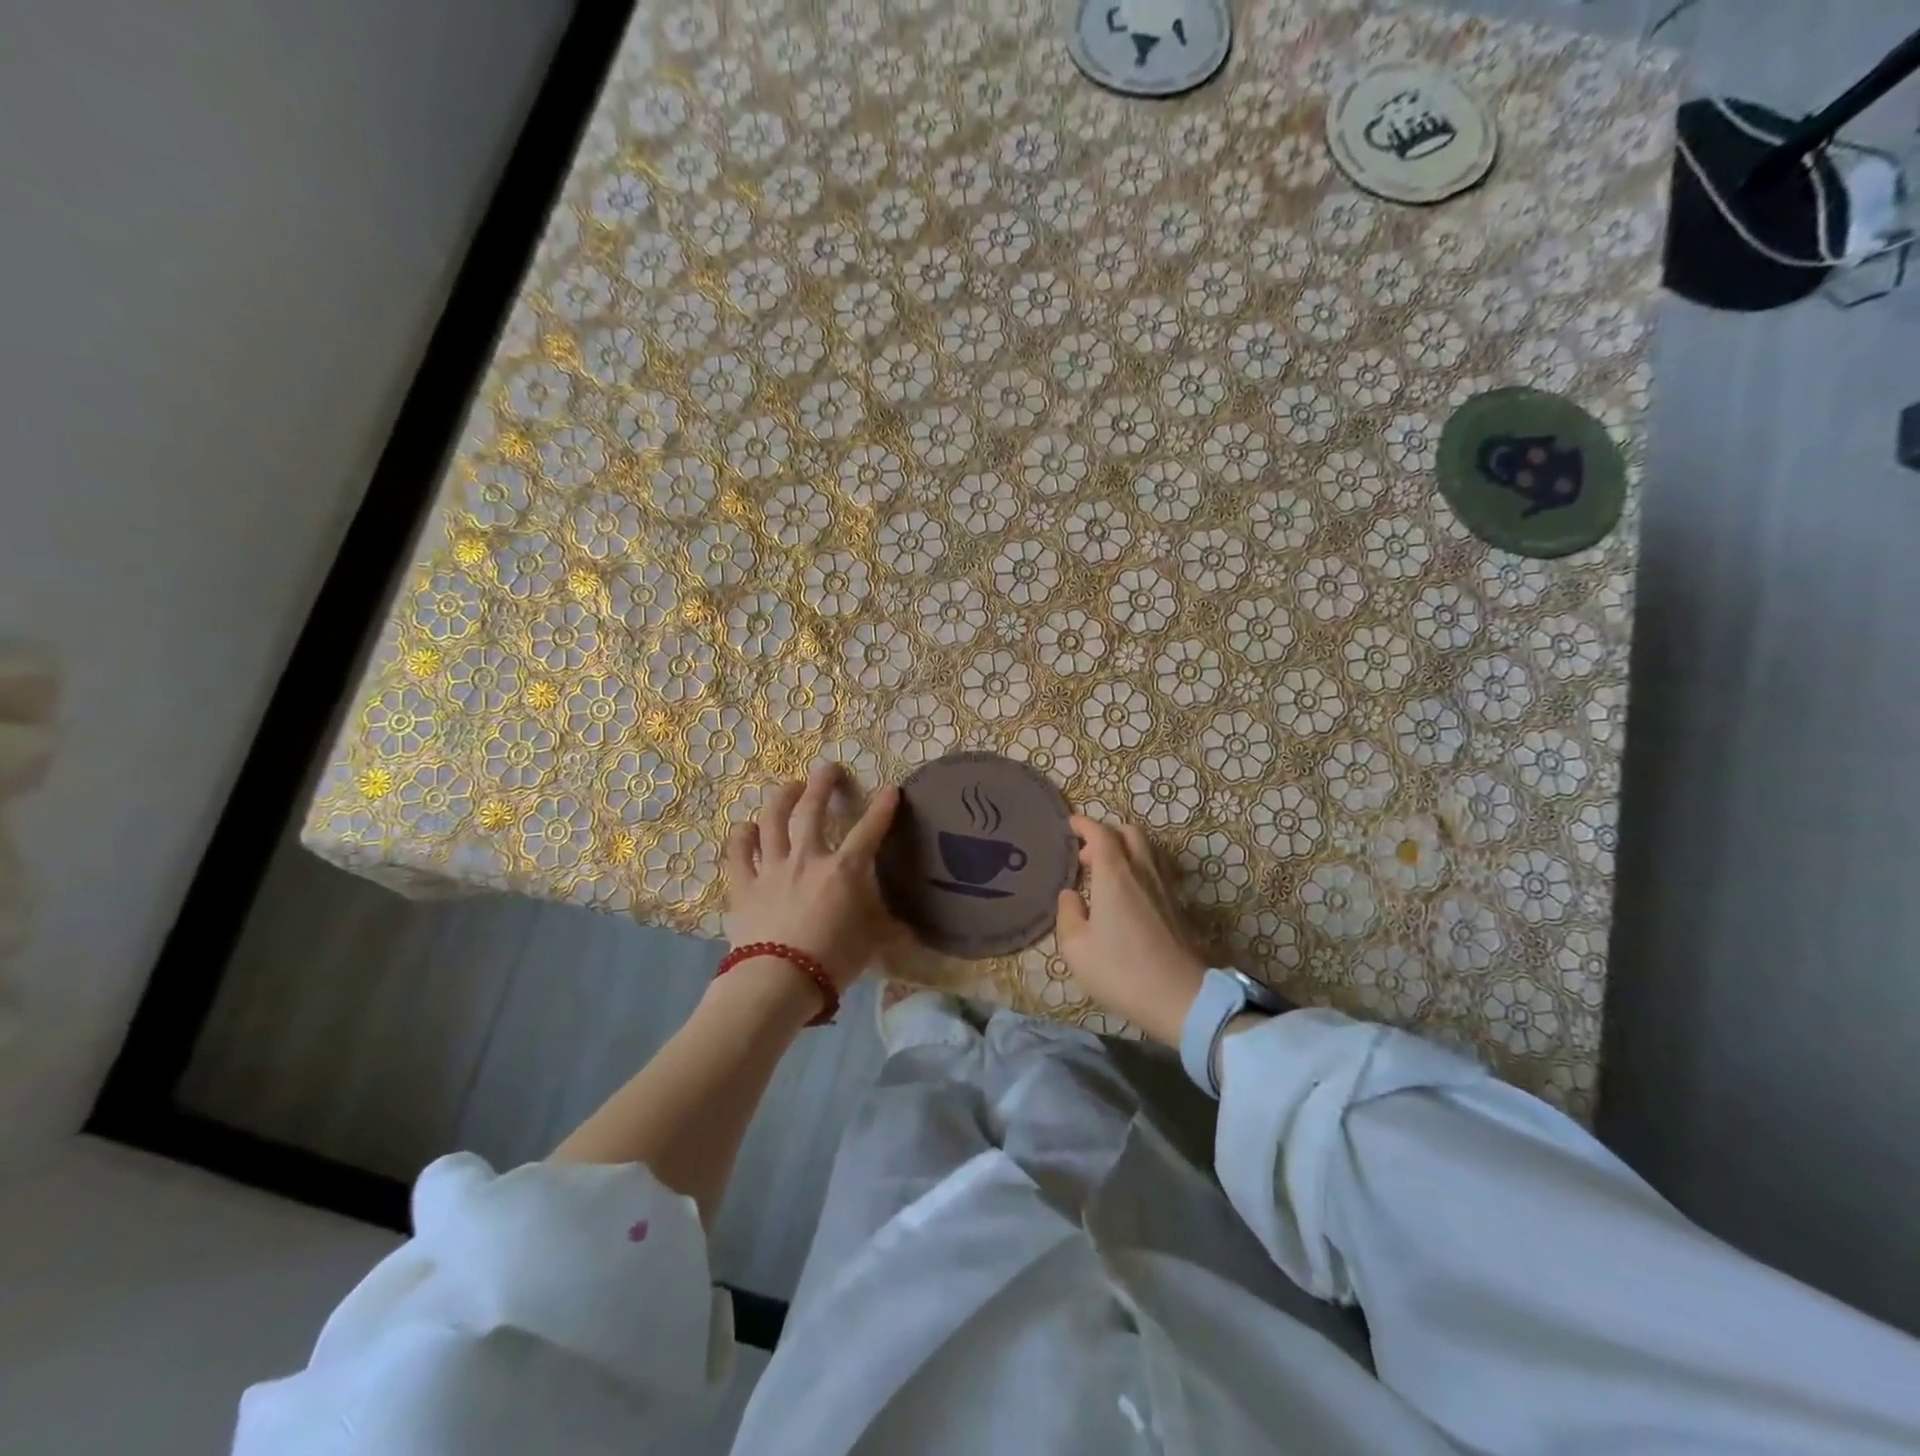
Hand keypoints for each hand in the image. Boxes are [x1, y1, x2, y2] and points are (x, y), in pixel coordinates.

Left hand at [722, 763, 902, 992]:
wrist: (779, 982)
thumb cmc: (832, 961)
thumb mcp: (871, 943)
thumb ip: (887, 928)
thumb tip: (909, 929)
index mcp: (844, 869)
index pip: (869, 829)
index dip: (883, 807)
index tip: (890, 789)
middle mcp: (807, 858)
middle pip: (813, 809)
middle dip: (823, 783)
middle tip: (828, 769)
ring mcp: (772, 868)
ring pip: (773, 821)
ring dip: (782, 798)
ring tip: (789, 787)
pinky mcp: (744, 885)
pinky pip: (738, 853)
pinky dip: (741, 837)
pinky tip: (745, 828)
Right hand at [1055, 817, 1207, 1047]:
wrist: (1182, 998)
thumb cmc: (1121, 970)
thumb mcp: (1076, 948)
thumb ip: (1068, 914)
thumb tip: (1071, 895)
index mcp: (1115, 874)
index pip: (1100, 834)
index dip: (1084, 825)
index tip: (1070, 824)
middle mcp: (1142, 872)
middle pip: (1130, 833)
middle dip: (1107, 834)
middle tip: (1087, 854)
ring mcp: (1164, 888)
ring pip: (1147, 850)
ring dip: (1125, 850)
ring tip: (1105, 874)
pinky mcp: (1177, 906)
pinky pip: (1155, 871)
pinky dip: (1137, 869)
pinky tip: (1126, 896)